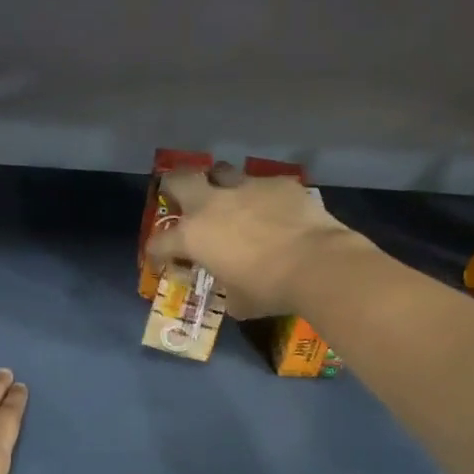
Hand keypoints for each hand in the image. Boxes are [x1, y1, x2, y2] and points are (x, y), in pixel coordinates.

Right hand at [145, 166, 360, 318]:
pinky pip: (263, 184)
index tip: (162, 259)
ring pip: (222, 171)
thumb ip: (227, 290)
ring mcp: (246, 188)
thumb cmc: (268, 290)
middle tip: (181, 198)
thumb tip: (233, 293)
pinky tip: (275, 209)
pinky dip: (263, 196)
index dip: (157, 252)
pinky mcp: (278, 183)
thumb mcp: (238, 301)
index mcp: (193, 236)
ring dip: (220, 183)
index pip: (160, 242)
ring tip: (230, 198)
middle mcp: (212, 204)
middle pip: (179, 178)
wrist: (317, 265)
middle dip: (175, 186)